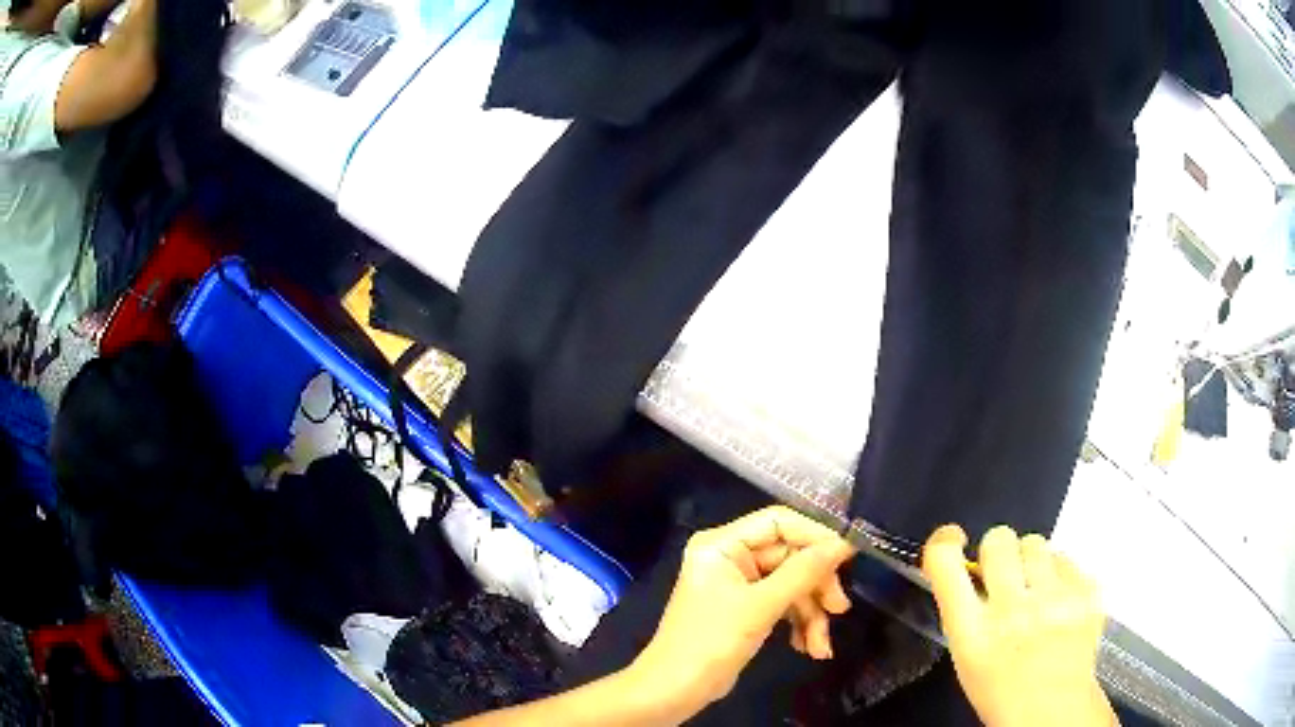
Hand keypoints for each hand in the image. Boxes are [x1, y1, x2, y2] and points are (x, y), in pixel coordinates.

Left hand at [629, 506, 856, 715]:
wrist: (675, 691)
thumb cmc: (711, 643)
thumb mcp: (761, 606)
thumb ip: (803, 572)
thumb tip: (843, 543)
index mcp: (722, 544)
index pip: (779, 521)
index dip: (816, 536)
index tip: (849, 556)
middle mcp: (730, 557)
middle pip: (790, 556)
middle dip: (816, 586)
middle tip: (839, 608)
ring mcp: (739, 584)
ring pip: (791, 584)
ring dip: (811, 613)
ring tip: (821, 645)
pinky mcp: (746, 609)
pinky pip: (783, 604)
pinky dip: (799, 624)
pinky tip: (808, 648)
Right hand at [923, 525, 1115, 726]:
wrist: (1054, 711)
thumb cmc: (1001, 688)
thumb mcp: (967, 656)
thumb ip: (965, 610)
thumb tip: (971, 563)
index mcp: (972, 634)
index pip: (946, 563)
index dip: (944, 541)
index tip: (952, 539)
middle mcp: (1012, 612)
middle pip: (998, 539)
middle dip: (999, 551)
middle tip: (1006, 574)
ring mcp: (1055, 600)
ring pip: (1036, 543)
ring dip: (1032, 561)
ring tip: (1037, 589)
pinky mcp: (1087, 593)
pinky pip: (1068, 558)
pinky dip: (1061, 575)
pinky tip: (1060, 601)